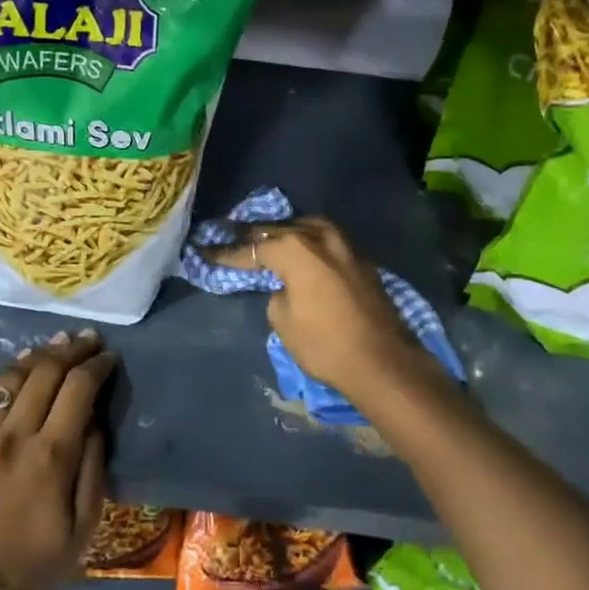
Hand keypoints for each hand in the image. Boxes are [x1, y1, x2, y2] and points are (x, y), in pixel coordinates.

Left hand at [0, 330, 113, 589]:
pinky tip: (17, 377)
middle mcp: (11, 437)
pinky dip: (5, 382)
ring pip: (8, 378)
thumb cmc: (39, 562)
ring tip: (55, 345)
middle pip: (44, 372)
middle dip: (71, 350)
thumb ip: (93, 464)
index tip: (108, 357)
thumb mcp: (86, 523)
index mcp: (50, 456)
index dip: (96, 365)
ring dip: (36, 357)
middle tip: (87, 340)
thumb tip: (92, 419)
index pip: (78, 388)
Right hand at [203, 217, 439, 402]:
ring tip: (271, 239)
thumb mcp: (284, 323)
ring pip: (309, 228)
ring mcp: (346, 247)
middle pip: (281, 230)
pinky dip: (311, 244)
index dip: (228, 253)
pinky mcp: (363, 262)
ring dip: (288, 232)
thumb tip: (286, 289)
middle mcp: (320, 238)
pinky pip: (328, 242)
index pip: (254, 248)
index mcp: (295, 249)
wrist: (382, 361)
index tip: (206, 251)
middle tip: (234, 236)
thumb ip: (278, 296)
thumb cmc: (325, 344)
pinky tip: (303, 253)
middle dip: (256, 236)